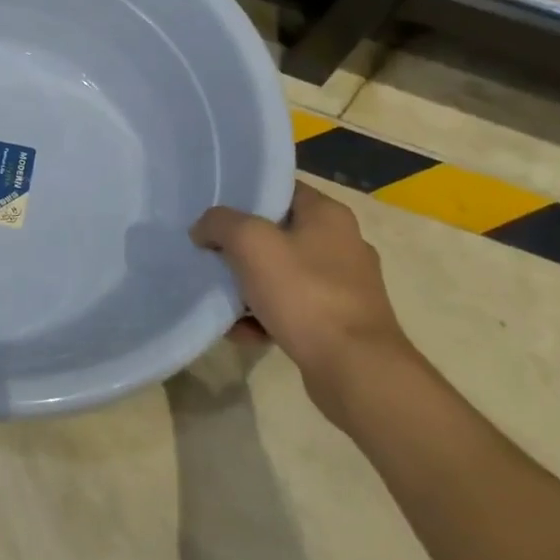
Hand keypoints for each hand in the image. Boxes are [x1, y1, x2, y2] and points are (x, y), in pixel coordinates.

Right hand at [191, 180, 413, 420]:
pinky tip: (243, 332)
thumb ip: (219, 223)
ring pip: (281, 274)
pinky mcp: (340, 323)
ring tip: (223, 301)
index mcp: (328, 215)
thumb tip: (204, 229)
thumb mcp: (250, 242)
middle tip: (210, 255)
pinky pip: (292, 309)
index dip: (244, 196)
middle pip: (277, 234)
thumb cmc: (304, 293)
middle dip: (240, 247)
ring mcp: (345, 287)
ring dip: (248, 287)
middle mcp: (342, 244)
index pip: (280, 189)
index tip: (212, 211)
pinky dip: (265, 317)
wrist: (355, 370)